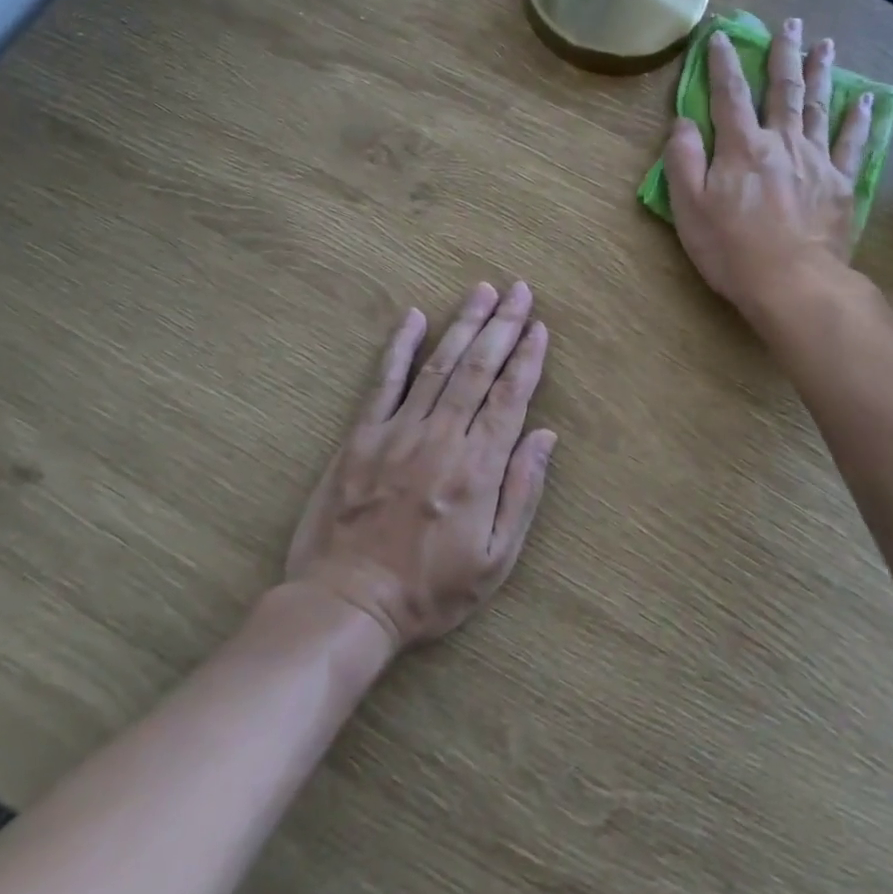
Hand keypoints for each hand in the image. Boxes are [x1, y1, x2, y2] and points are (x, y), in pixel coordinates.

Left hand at [284, 282, 556, 650]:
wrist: (347, 604)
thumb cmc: (430, 590)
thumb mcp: (495, 560)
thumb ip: (522, 493)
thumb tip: (545, 437)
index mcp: (478, 468)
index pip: (510, 397)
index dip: (527, 358)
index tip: (539, 325)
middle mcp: (441, 438)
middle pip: (478, 369)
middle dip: (502, 325)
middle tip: (519, 289)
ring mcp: (398, 432)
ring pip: (438, 365)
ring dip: (463, 324)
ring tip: (482, 291)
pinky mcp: (361, 436)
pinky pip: (383, 382)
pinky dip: (399, 347)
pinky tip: (413, 317)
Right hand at [664, 18, 871, 320]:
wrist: (792, 283)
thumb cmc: (731, 249)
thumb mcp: (689, 207)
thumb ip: (683, 159)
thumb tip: (683, 121)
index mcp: (741, 147)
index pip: (729, 94)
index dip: (723, 62)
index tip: (722, 35)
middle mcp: (781, 142)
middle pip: (783, 89)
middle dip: (783, 54)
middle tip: (790, 24)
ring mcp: (816, 160)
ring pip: (818, 106)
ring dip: (820, 72)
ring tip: (824, 44)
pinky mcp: (841, 183)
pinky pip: (852, 143)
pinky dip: (858, 119)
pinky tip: (865, 99)